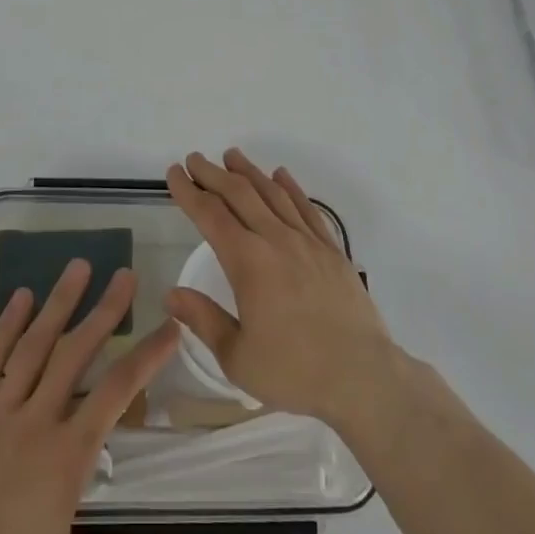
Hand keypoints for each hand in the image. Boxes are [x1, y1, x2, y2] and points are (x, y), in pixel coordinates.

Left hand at [0, 261, 180, 533]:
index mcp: (65, 458)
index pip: (116, 394)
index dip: (146, 357)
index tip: (169, 327)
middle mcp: (34, 423)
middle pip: (75, 355)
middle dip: (104, 312)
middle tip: (124, 275)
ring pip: (33, 349)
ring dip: (58, 305)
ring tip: (77, 267)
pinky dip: (5, 329)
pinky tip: (19, 299)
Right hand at [164, 150, 401, 433]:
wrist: (364, 377)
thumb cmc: (295, 372)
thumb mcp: (238, 357)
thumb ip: (204, 320)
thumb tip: (171, 294)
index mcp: (248, 263)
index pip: (210, 215)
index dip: (189, 192)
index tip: (174, 174)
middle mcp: (276, 240)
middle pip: (239, 194)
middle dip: (213, 174)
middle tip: (194, 159)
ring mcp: (308, 241)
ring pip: (273, 193)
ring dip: (249, 171)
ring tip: (231, 156)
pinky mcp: (332, 250)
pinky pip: (307, 208)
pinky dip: (291, 187)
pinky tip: (281, 175)